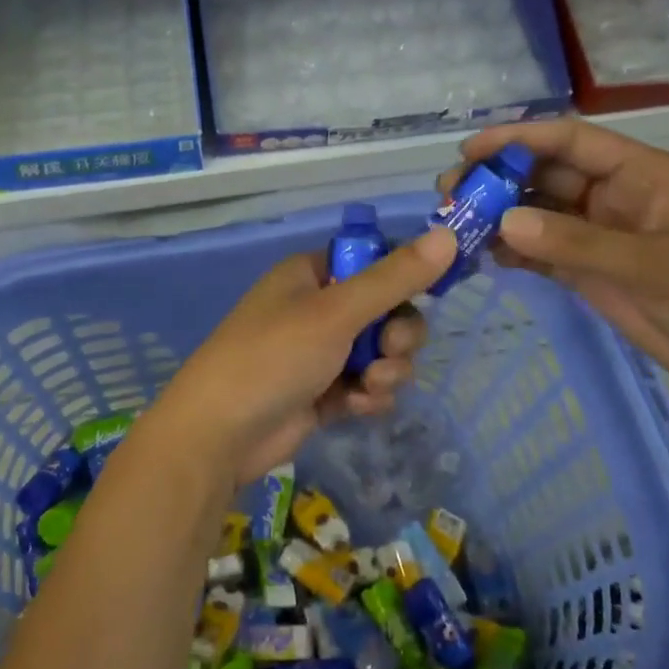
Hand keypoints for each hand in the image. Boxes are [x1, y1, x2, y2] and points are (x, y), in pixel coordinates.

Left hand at [149, 225, 458, 487]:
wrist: (219, 433)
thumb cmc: (274, 356)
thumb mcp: (336, 312)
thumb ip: (394, 278)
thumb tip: (448, 235)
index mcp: (311, 275)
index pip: (373, 263)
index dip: (402, 280)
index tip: (425, 297)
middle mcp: (315, 309)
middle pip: (385, 311)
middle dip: (397, 336)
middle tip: (390, 351)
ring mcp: (318, 353)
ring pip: (380, 353)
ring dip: (386, 370)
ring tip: (368, 385)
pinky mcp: (321, 394)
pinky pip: (364, 385)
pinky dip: (367, 396)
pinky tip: (355, 407)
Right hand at [444, 120, 668, 428]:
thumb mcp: (656, 266)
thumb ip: (577, 243)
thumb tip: (503, 221)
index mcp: (643, 175)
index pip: (572, 141)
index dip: (519, 139)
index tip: (470, 151)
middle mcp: (616, 198)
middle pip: (546, 175)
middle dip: (498, 180)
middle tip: (450, 196)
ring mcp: (603, 237)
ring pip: (539, 214)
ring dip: (500, 217)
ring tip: (455, 228)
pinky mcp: (594, 274)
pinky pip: (544, 253)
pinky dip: (514, 252)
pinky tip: (484, 257)